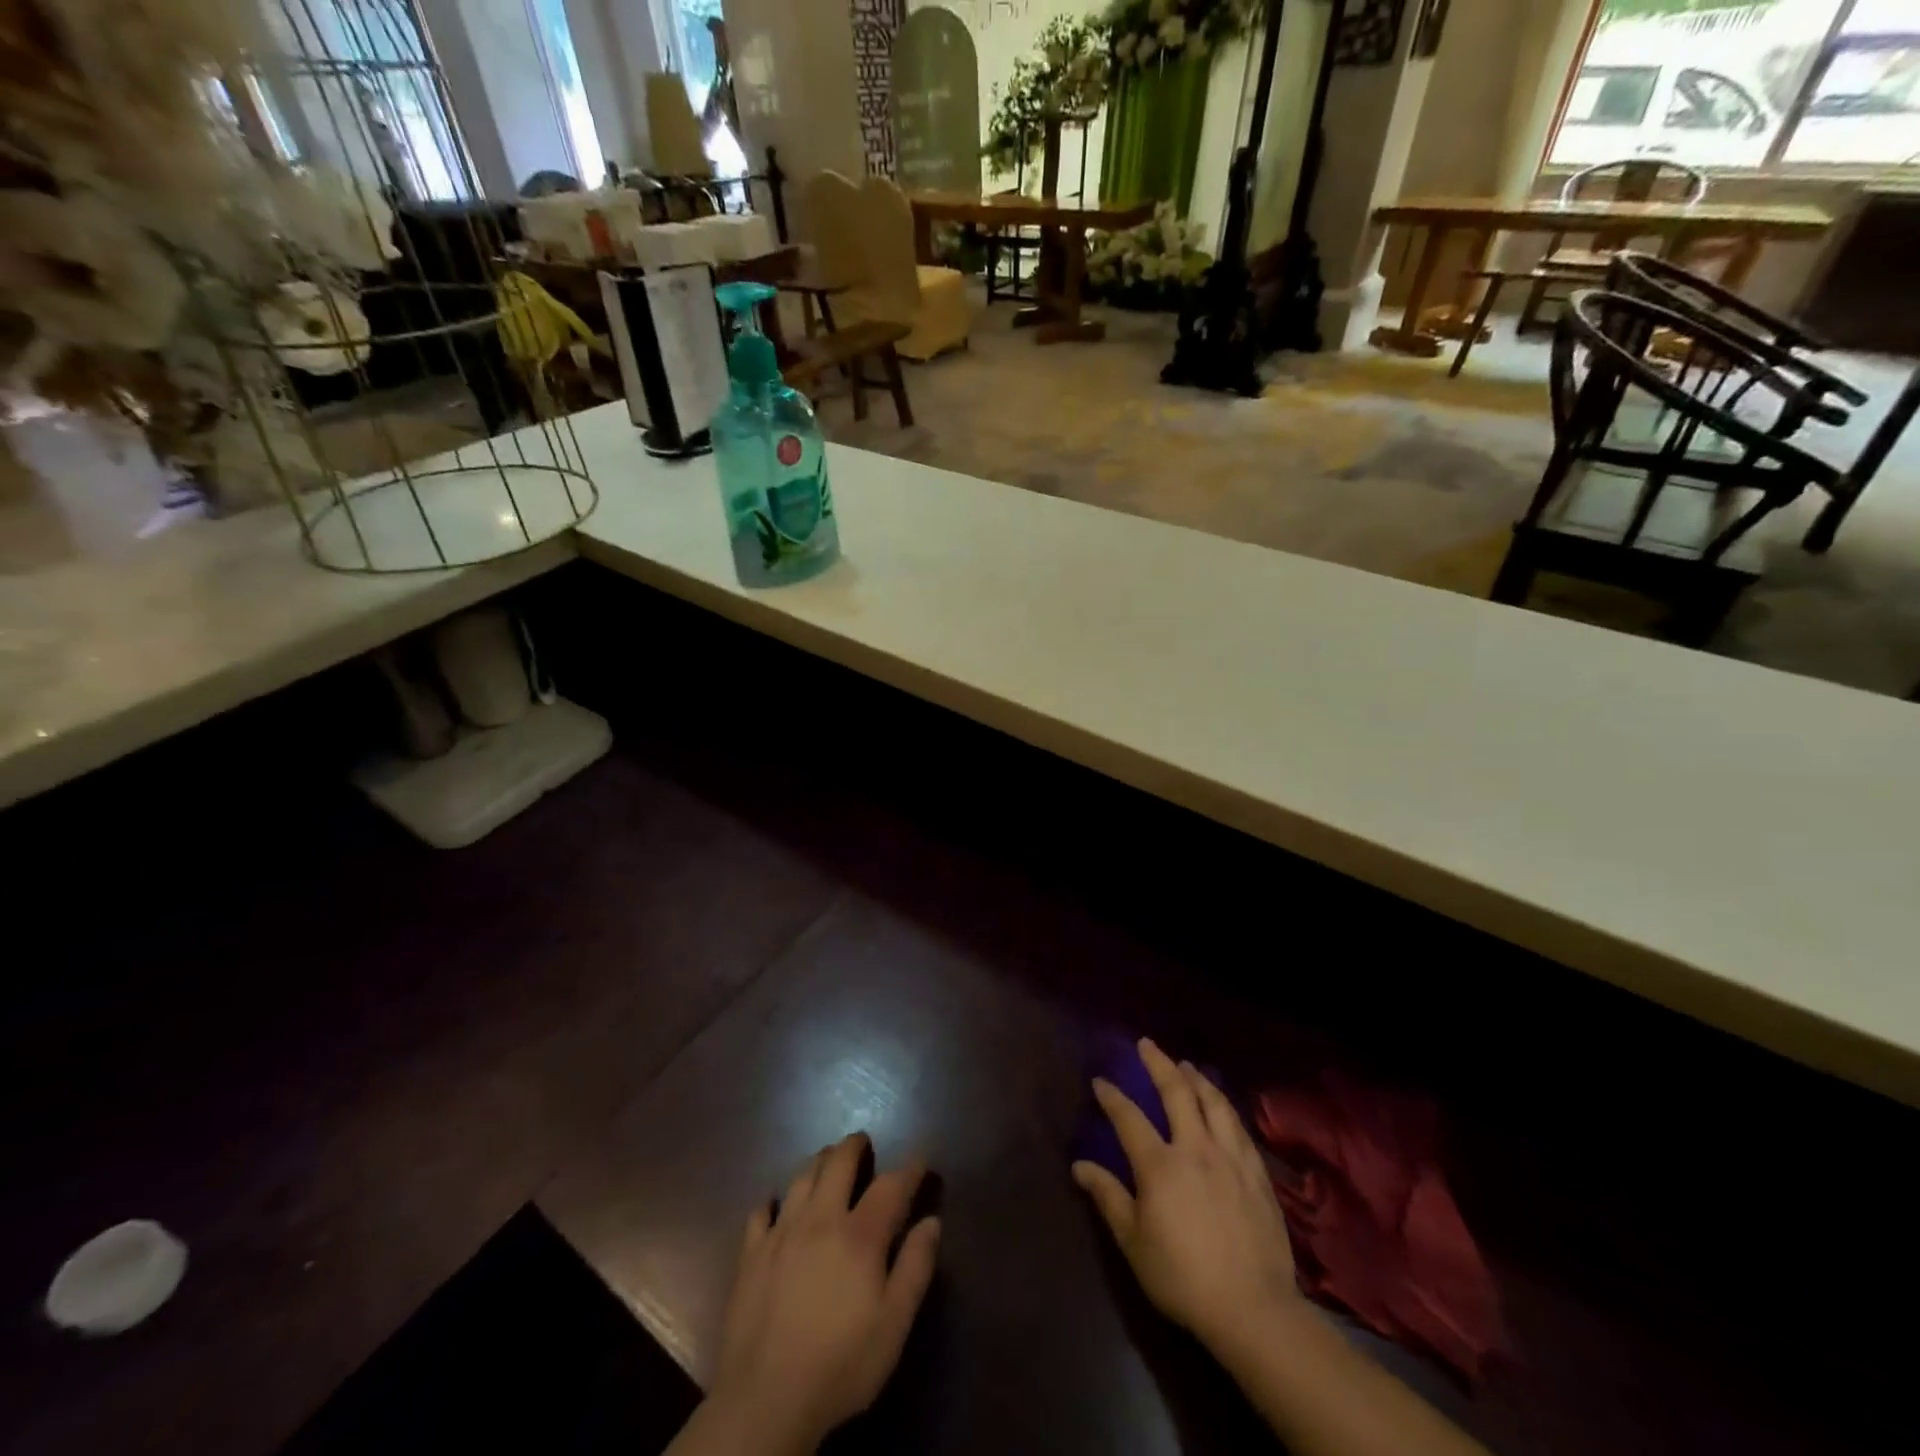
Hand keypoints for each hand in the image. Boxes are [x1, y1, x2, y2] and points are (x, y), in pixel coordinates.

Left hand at [703, 1133, 940, 1454]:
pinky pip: (760, 1212)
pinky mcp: (751, 1254)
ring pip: (800, 1178)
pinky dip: (772, 1202)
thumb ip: (916, 1267)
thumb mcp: (894, 1324)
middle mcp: (820, 1219)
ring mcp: (781, 1233)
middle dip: (853, 1146)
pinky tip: (775, 1206)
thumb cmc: (841, 1364)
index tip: (920, 1158)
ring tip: (826, 1160)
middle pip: (838, 1163)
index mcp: (860, 1235)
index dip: (909, 1169)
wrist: (766, 1399)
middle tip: (862, 1141)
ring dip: (817, 1162)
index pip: (890, 1186)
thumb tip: (932, 1221)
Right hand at [1072, 1038, 1301, 1360]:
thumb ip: (1108, 1197)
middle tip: (1147, 1045)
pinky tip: (1222, 1106)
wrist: (1253, 1309)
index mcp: (1160, 1164)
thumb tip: (1080, 1166)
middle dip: (1159, 1064)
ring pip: (1214, 1102)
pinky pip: (1239, 1127)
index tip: (1101, 1081)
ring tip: (1186, 1065)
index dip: (1112, 1096)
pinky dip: (1225, 1107)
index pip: (1129, 1117)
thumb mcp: (1134, 1242)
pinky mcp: (1257, 1173)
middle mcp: (1195, 1148)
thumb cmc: (1183, 1277)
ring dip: (1197, 1078)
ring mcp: (1230, 1158)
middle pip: (1177, 1092)